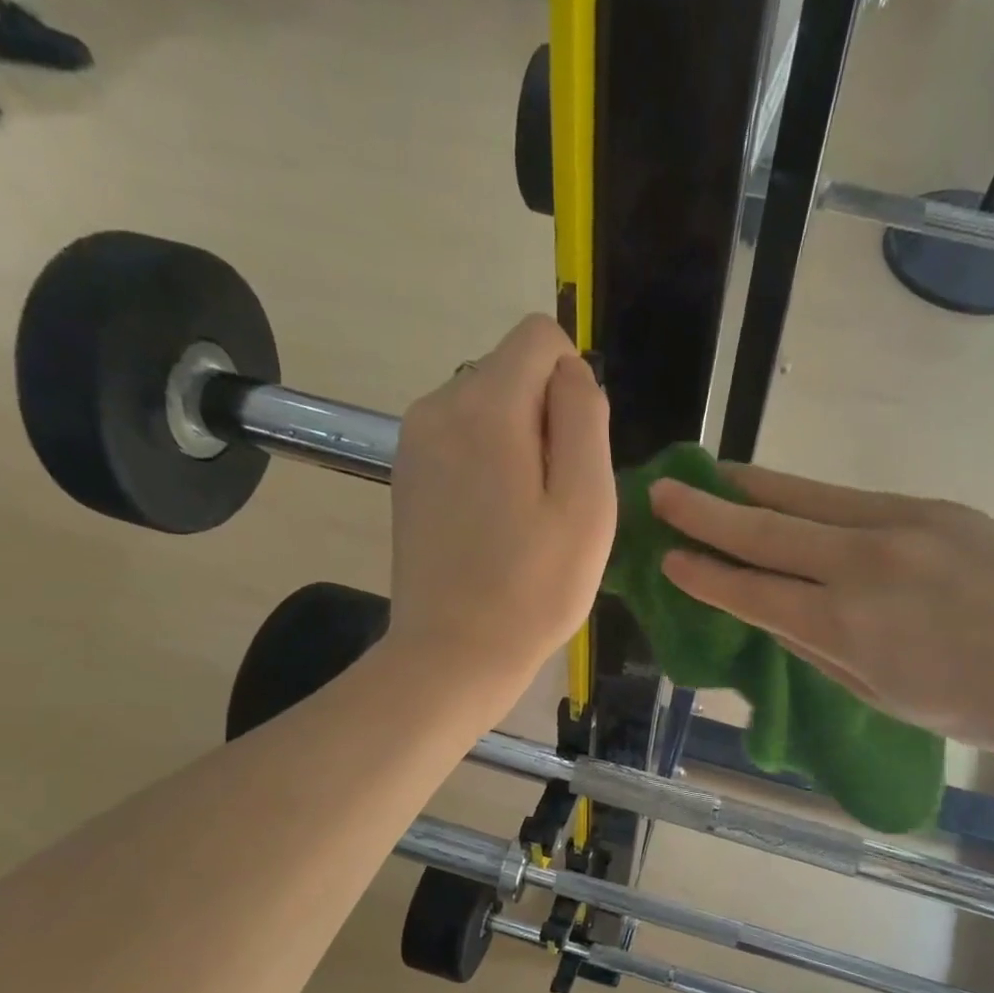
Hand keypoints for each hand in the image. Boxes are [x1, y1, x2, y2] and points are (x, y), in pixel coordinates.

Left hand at [388, 316, 615, 713]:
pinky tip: (493, 524)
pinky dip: (487, 466)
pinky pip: (461, 441)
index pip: (539, 337)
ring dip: (518, 445)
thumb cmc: (533, 588)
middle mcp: (438, 406)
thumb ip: (584, 418)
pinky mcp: (406, 475)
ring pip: (486, 408)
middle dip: (545, 418)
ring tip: (523, 518)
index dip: (573, 385)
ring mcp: (413, 442)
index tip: (576, 455)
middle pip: (511, 372)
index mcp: (485, 405)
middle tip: (553, 500)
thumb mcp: (587, 503)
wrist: (453, 655)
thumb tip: (571, 373)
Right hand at [651, 465, 993, 757]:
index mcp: (847, 627)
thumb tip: (776, 615)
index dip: (704, 574)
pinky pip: (849, 498)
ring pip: (804, 497)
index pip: (753, 591)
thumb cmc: (980, 707)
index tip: (667, 558)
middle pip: (766, 528)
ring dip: (750, 487)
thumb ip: (820, 651)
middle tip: (661, 492)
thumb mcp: (883, 697)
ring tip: (710, 476)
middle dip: (705, 511)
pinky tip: (784, 494)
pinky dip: (804, 496)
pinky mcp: (932, 506)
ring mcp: (901, 524)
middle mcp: (863, 564)